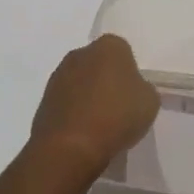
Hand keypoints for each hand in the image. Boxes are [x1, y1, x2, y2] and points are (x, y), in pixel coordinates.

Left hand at [28, 34, 159, 176]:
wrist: (69, 149)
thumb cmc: (116, 116)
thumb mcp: (149, 102)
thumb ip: (144, 89)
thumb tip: (133, 91)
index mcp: (110, 45)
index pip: (124, 52)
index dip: (130, 74)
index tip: (133, 96)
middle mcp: (81, 52)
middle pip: (99, 64)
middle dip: (106, 81)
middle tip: (117, 109)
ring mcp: (59, 75)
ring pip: (80, 83)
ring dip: (87, 97)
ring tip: (99, 126)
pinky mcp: (44, 100)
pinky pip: (66, 103)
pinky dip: (73, 114)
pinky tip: (82, 135)